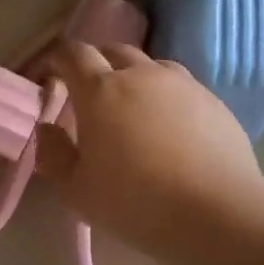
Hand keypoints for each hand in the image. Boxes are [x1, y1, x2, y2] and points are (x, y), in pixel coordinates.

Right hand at [36, 42, 263, 256]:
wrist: (216, 213)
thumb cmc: (134, 202)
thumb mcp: (75, 190)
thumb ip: (53, 155)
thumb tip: (47, 129)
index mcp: (100, 91)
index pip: (72, 54)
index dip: (55, 59)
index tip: (48, 75)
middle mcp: (141, 75)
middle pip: (112, 51)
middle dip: (94, 64)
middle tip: (87, 93)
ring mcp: (182, 85)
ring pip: (150, 65)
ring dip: (132, 77)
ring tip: (130, 107)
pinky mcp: (213, 101)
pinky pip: (180, 87)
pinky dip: (164, 97)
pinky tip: (168, 128)